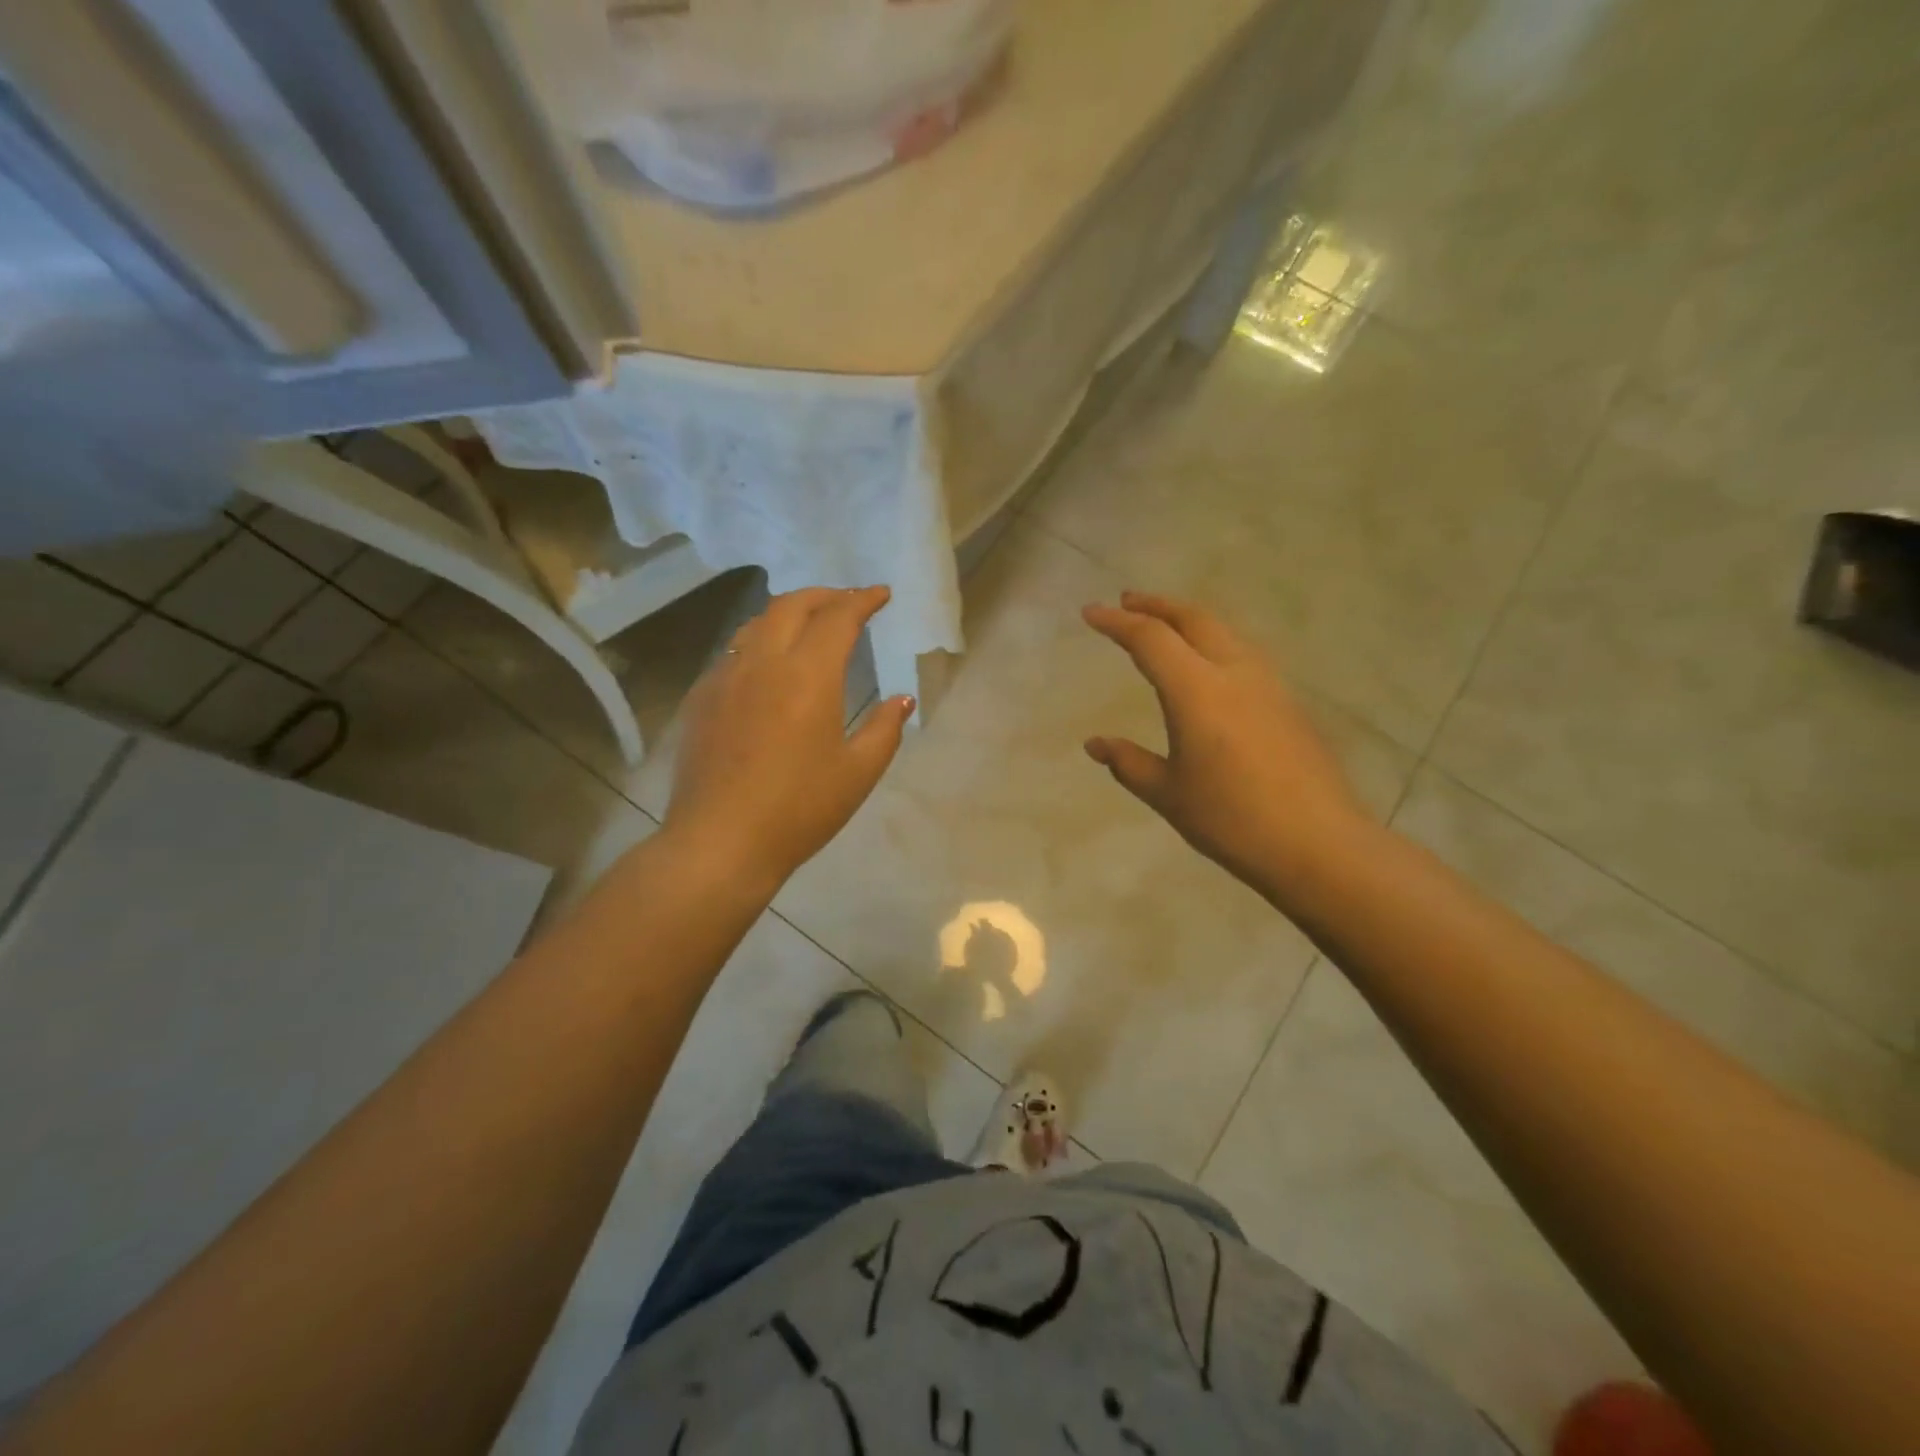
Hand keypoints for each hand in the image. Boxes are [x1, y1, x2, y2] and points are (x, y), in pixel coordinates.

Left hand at [666, 586, 913, 890]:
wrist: (719, 842)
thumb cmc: (799, 810)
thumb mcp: (857, 773)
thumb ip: (885, 729)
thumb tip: (902, 699)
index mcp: (808, 675)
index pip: (838, 617)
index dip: (862, 600)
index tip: (880, 594)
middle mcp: (763, 662)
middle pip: (791, 605)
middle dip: (824, 595)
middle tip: (847, 602)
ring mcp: (725, 678)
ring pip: (757, 624)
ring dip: (788, 613)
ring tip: (808, 625)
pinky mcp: (701, 699)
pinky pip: (734, 652)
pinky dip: (760, 642)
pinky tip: (768, 667)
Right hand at [1082, 592, 1372, 904]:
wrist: (1317, 843)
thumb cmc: (1231, 819)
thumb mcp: (1168, 793)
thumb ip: (1128, 763)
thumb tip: (1095, 744)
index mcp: (1196, 690)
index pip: (1149, 639)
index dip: (1116, 622)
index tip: (1090, 612)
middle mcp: (1234, 672)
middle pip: (1193, 619)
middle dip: (1156, 605)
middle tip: (1127, 601)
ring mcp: (1268, 684)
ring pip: (1224, 632)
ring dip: (1189, 620)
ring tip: (1166, 626)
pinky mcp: (1288, 702)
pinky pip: (1244, 654)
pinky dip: (1214, 643)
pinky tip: (1209, 666)